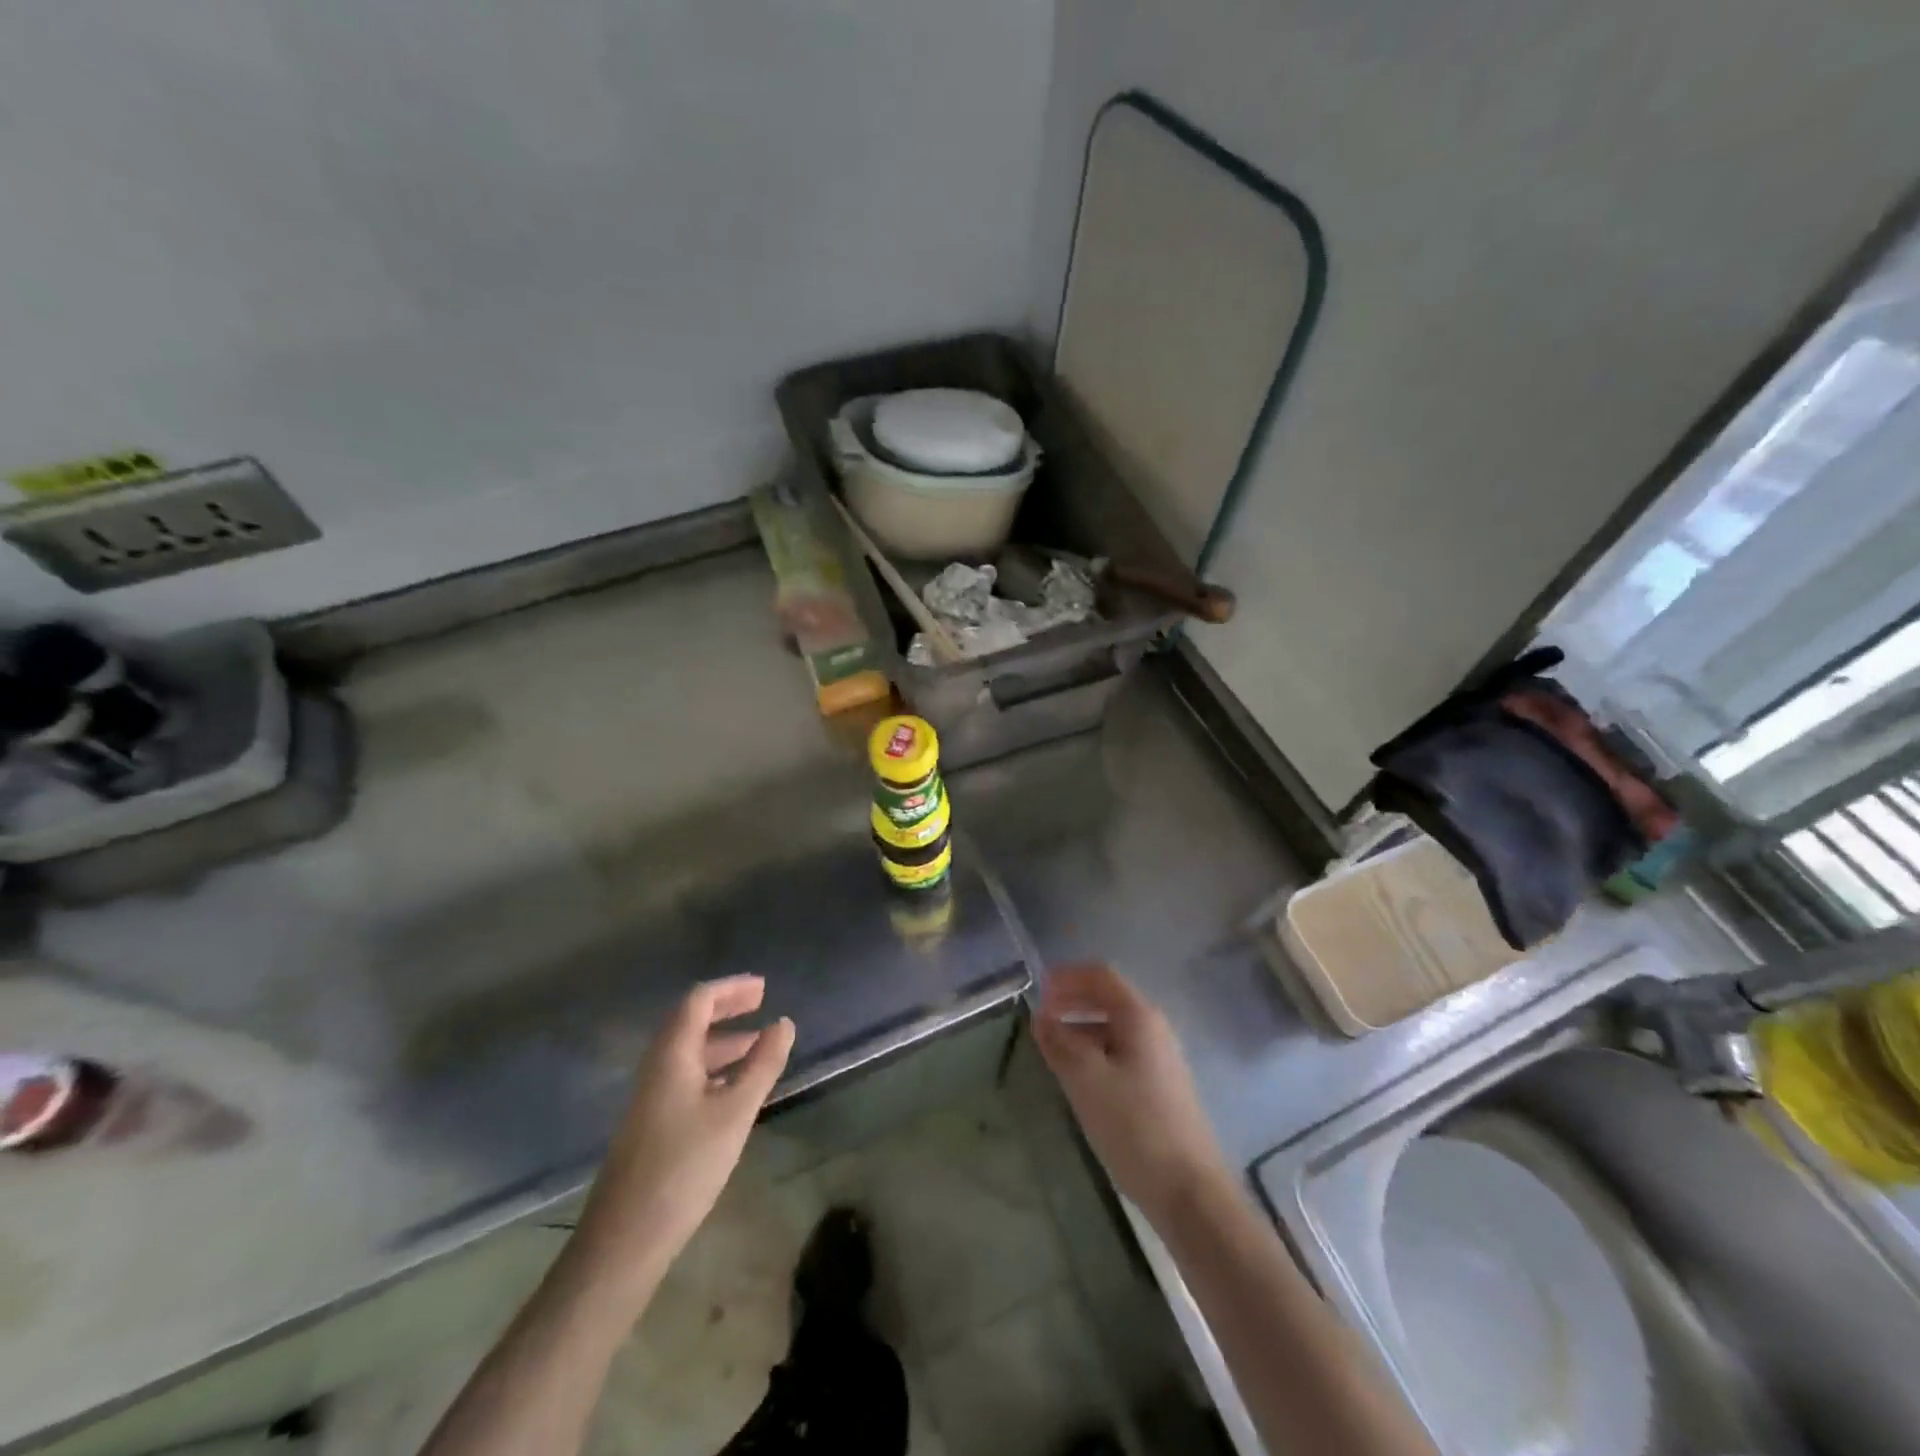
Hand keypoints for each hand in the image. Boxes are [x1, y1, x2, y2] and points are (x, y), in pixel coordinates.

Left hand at [572, 977, 794, 1298]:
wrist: (625, 1239)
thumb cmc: (685, 1165)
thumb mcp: (736, 1111)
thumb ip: (762, 1064)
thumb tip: (784, 1023)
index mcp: (671, 1055)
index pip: (698, 1000)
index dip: (731, 989)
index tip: (764, 988)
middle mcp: (657, 1067)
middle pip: (690, 1021)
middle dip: (726, 1008)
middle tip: (762, 1003)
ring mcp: (651, 1097)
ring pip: (689, 1052)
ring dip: (723, 1041)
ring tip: (759, 1045)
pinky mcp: (653, 1123)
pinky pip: (686, 1076)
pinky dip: (714, 1068)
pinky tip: (735, 1088)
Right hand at [1033, 963, 1227, 1225]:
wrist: (1188, 1191)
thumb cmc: (1134, 1125)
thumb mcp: (1086, 1079)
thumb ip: (1059, 1042)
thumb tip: (1041, 1018)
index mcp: (1139, 1017)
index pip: (1101, 976)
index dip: (1068, 976)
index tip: (1037, 987)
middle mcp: (1154, 1030)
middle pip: (1109, 999)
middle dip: (1073, 1001)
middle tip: (1040, 1015)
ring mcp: (1160, 1060)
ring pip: (1114, 1029)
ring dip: (1081, 1028)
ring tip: (1051, 1047)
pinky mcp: (1160, 1088)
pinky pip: (1121, 1053)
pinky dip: (1094, 1051)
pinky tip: (1078, 1076)